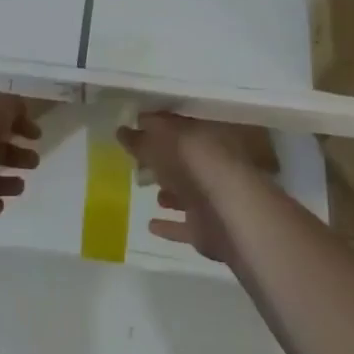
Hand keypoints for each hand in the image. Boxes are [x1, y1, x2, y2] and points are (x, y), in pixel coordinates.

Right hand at [119, 113, 262, 262]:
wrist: (231, 213)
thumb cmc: (197, 164)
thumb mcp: (163, 142)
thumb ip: (142, 138)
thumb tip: (121, 129)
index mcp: (205, 136)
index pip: (178, 126)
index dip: (157, 125)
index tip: (134, 124)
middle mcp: (211, 165)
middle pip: (182, 159)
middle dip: (162, 158)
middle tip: (136, 158)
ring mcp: (211, 198)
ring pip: (185, 191)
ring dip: (168, 190)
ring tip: (145, 187)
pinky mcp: (207, 229)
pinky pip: (182, 225)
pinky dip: (168, 225)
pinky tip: (151, 225)